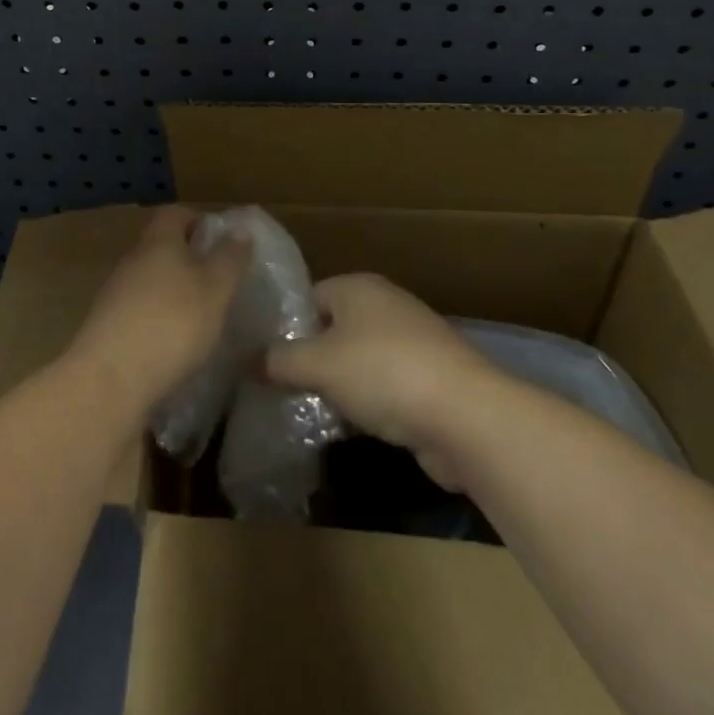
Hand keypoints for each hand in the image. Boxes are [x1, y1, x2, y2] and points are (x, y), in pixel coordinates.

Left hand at [65, 206, 249, 423]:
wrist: (109, 382)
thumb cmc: (171, 324)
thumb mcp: (215, 289)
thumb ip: (229, 258)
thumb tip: (239, 229)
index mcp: (158, 242)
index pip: (175, 214)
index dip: (199, 220)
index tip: (222, 240)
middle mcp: (132, 261)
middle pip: (161, 247)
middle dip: (189, 259)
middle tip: (219, 281)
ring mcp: (115, 296)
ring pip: (150, 281)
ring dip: (174, 293)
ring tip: (202, 316)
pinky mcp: (108, 329)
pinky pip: (140, 313)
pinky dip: (159, 321)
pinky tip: (176, 345)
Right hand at [264, 274, 496, 488]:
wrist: (465, 415)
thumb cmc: (383, 373)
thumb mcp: (318, 364)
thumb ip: (279, 360)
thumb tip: (248, 359)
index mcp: (358, 287)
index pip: (309, 297)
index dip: (285, 326)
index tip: (263, 358)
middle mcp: (386, 305)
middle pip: (334, 329)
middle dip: (310, 359)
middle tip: (280, 388)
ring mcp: (412, 341)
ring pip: (359, 360)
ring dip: (338, 385)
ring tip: (308, 411)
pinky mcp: (429, 378)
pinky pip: (384, 385)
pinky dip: (368, 403)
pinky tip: (351, 427)